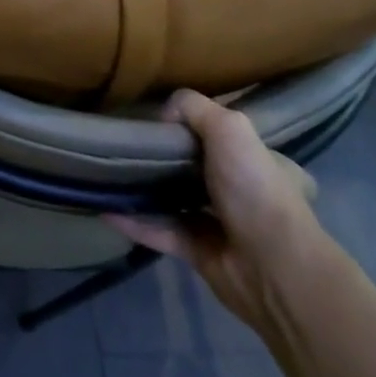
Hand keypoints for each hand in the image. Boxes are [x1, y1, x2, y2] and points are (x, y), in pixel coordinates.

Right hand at [107, 90, 326, 334]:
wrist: (271, 268)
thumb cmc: (255, 190)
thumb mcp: (230, 129)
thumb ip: (194, 108)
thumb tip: (161, 112)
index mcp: (258, 162)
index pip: (223, 136)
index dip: (191, 125)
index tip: (155, 119)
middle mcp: (241, 191)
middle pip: (192, 168)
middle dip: (161, 158)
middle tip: (124, 144)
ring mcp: (219, 224)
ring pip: (173, 200)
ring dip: (144, 190)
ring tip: (106, 173)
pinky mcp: (197, 252)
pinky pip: (158, 231)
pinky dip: (133, 222)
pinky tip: (104, 208)